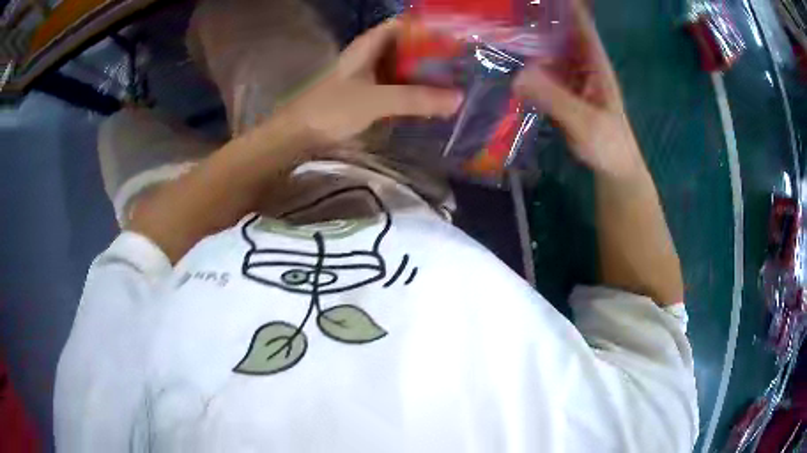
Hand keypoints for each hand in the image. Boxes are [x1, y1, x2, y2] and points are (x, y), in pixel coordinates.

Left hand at [277, 18, 463, 144]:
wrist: (297, 136)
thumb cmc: (330, 109)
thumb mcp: (376, 100)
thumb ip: (415, 98)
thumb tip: (458, 99)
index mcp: (368, 46)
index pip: (402, 25)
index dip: (427, 28)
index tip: (454, 37)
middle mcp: (368, 56)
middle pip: (406, 47)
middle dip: (432, 53)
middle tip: (462, 63)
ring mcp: (367, 77)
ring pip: (402, 68)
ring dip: (424, 74)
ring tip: (455, 81)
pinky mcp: (366, 96)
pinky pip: (396, 88)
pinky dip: (413, 92)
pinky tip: (430, 100)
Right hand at [514, 0, 644, 179]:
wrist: (614, 170)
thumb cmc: (609, 145)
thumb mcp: (586, 122)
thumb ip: (556, 99)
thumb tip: (518, 75)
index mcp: (595, 64)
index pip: (581, 26)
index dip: (567, 7)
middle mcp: (583, 65)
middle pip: (561, 34)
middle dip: (539, 20)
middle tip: (508, 13)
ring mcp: (572, 79)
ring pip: (549, 52)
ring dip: (530, 41)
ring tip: (502, 31)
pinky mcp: (562, 94)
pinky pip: (543, 74)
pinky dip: (528, 66)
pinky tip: (509, 63)